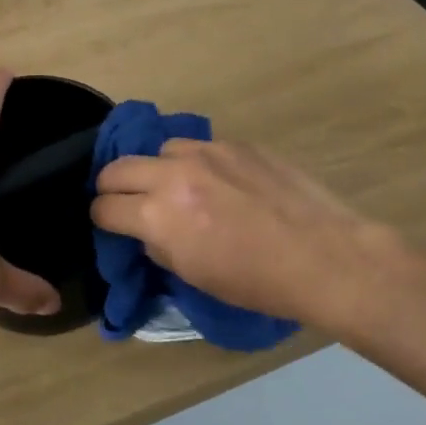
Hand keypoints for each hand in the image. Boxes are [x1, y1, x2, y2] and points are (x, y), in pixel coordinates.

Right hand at [90, 139, 391, 326]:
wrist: (324, 256)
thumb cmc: (257, 282)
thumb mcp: (194, 275)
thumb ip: (158, 245)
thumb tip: (147, 230)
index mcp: (159, 215)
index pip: (104, 206)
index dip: (101, 218)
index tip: (109, 224)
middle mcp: (174, 174)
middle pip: (117, 167)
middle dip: (113, 187)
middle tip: (127, 203)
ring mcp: (207, 152)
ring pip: (160, 150)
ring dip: (158, 170)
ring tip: (178, 188)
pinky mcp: (236, 143)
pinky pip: (198, 147)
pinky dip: (194, 164)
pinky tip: (217, 182)